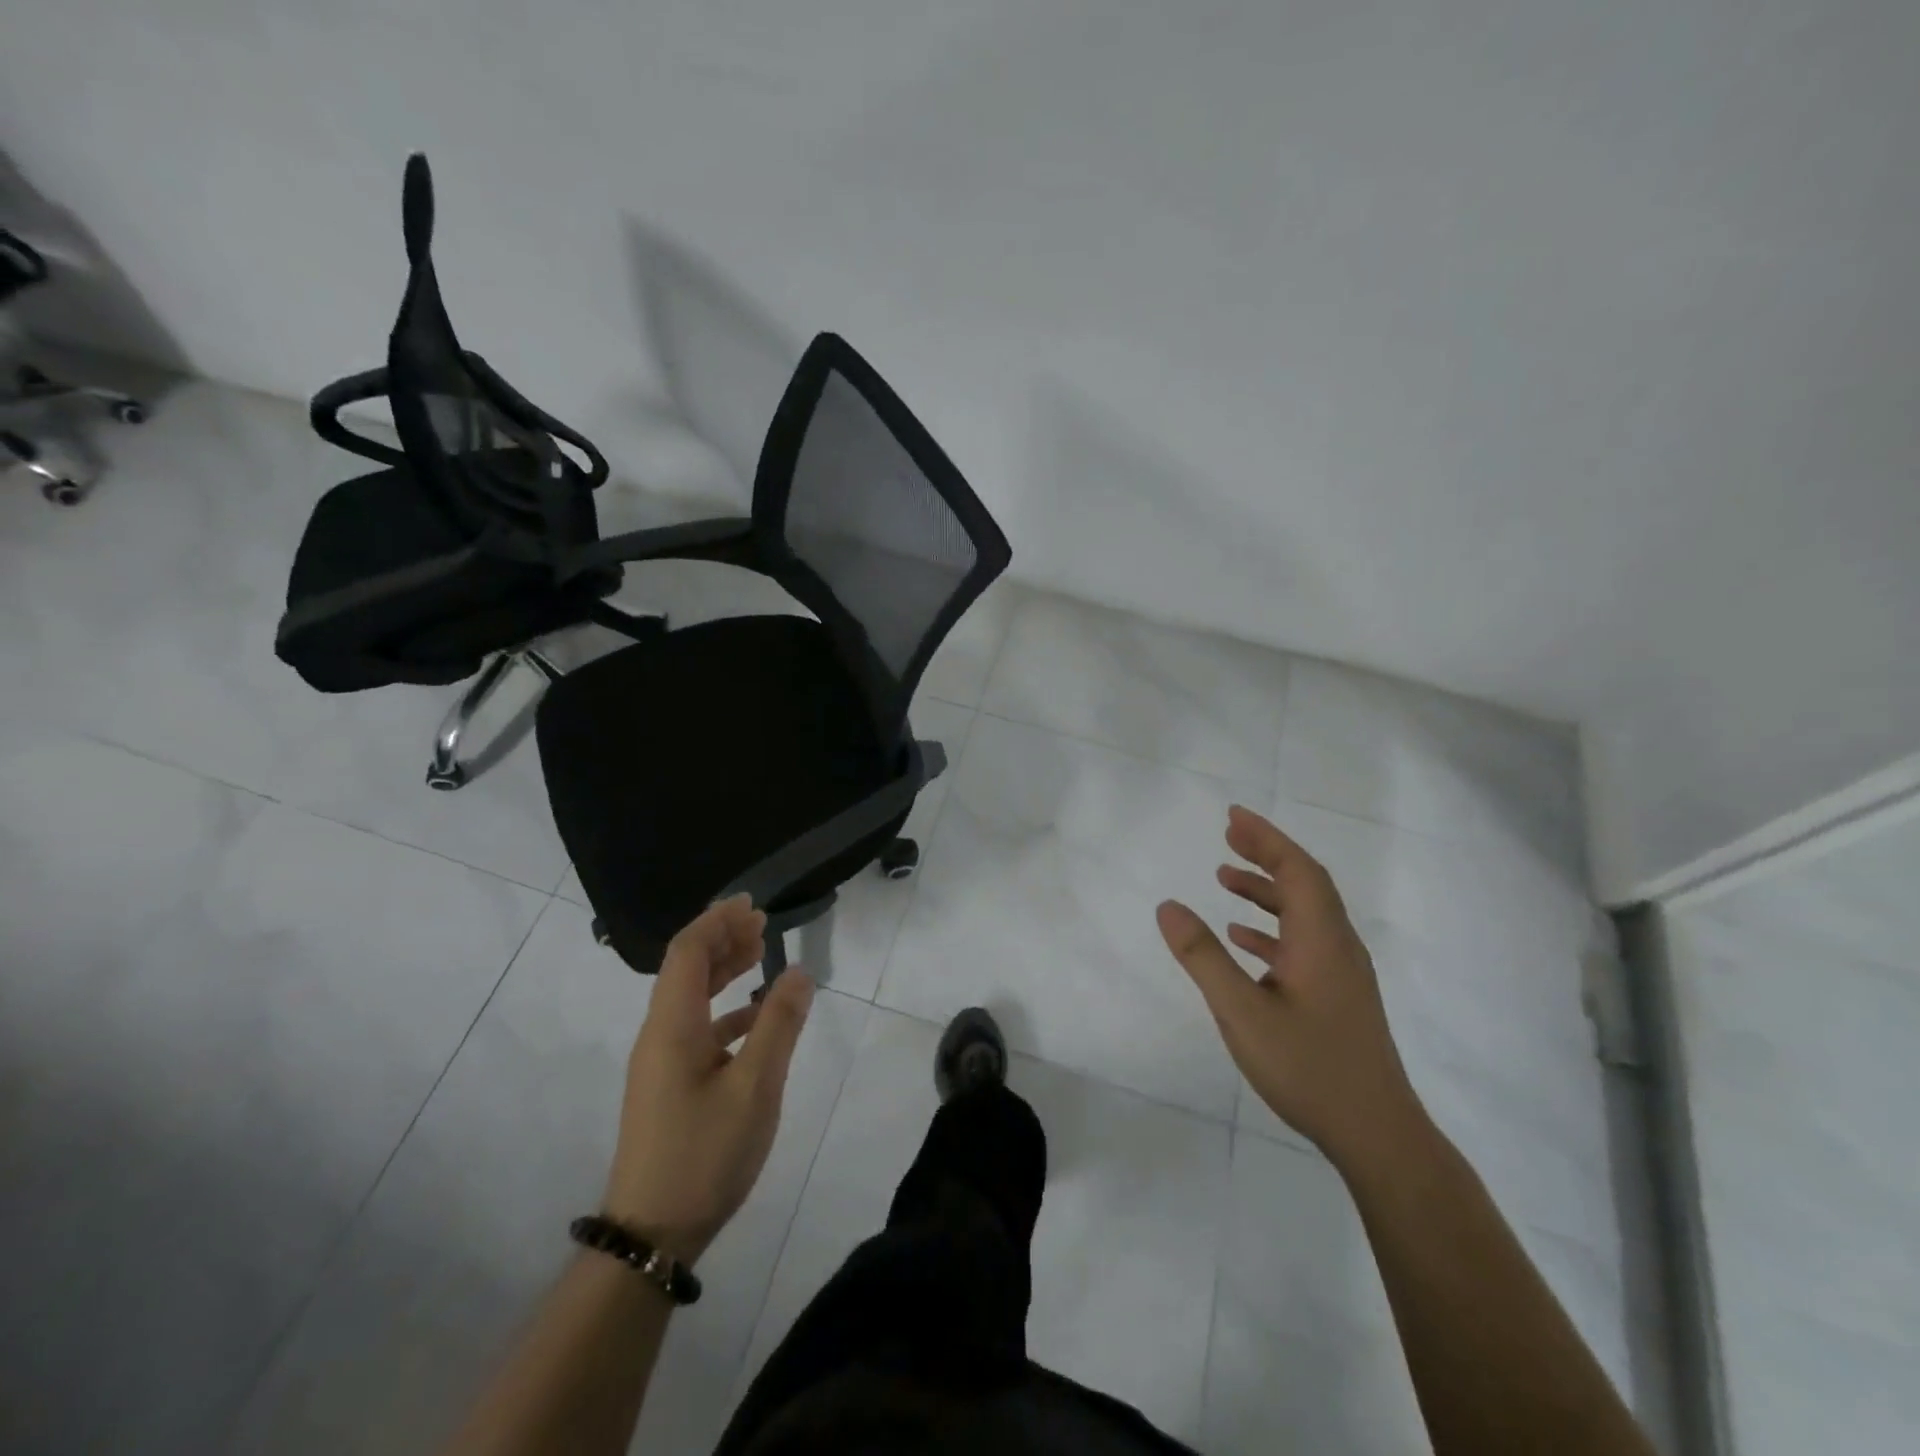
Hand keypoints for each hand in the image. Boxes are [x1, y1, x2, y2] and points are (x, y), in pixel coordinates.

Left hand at [602, 895, 813, 1262]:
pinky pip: (696, 1027)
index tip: (751, 905)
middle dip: (722, 939)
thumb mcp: (755, 1087)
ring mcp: (661, 1062)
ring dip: (722, 971)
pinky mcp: (668, 1085)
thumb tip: (798, 971)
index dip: (717, 921)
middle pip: (685, 969)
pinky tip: (755, 1017)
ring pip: (690, 998)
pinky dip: (725, 1009)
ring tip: (760, 955)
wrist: (651, 1234)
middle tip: (762, 924)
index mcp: (672, 1026)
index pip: (687, 952)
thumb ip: (778, 1025)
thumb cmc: (704, 1153)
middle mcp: (659, 1035)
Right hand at [1157, 805, 1425, 1168]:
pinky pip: (1303, 943)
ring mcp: (1341, 973)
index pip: (1297, 870)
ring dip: (1267, 890)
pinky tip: (1243, 939)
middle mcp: (1337, 946)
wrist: (1376, 1133)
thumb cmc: (1308, 1066)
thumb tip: (1168, 906)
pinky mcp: (1337, 996)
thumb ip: (1203, 956)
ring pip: (1304, 914)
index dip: (1266, 838)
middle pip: (1305, 883)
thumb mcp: (1241, 1011)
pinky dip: (1272, 928)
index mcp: (1321, 939)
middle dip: (1267, 854)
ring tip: (1225, 879)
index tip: (1233, 816)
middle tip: (1228, 835)